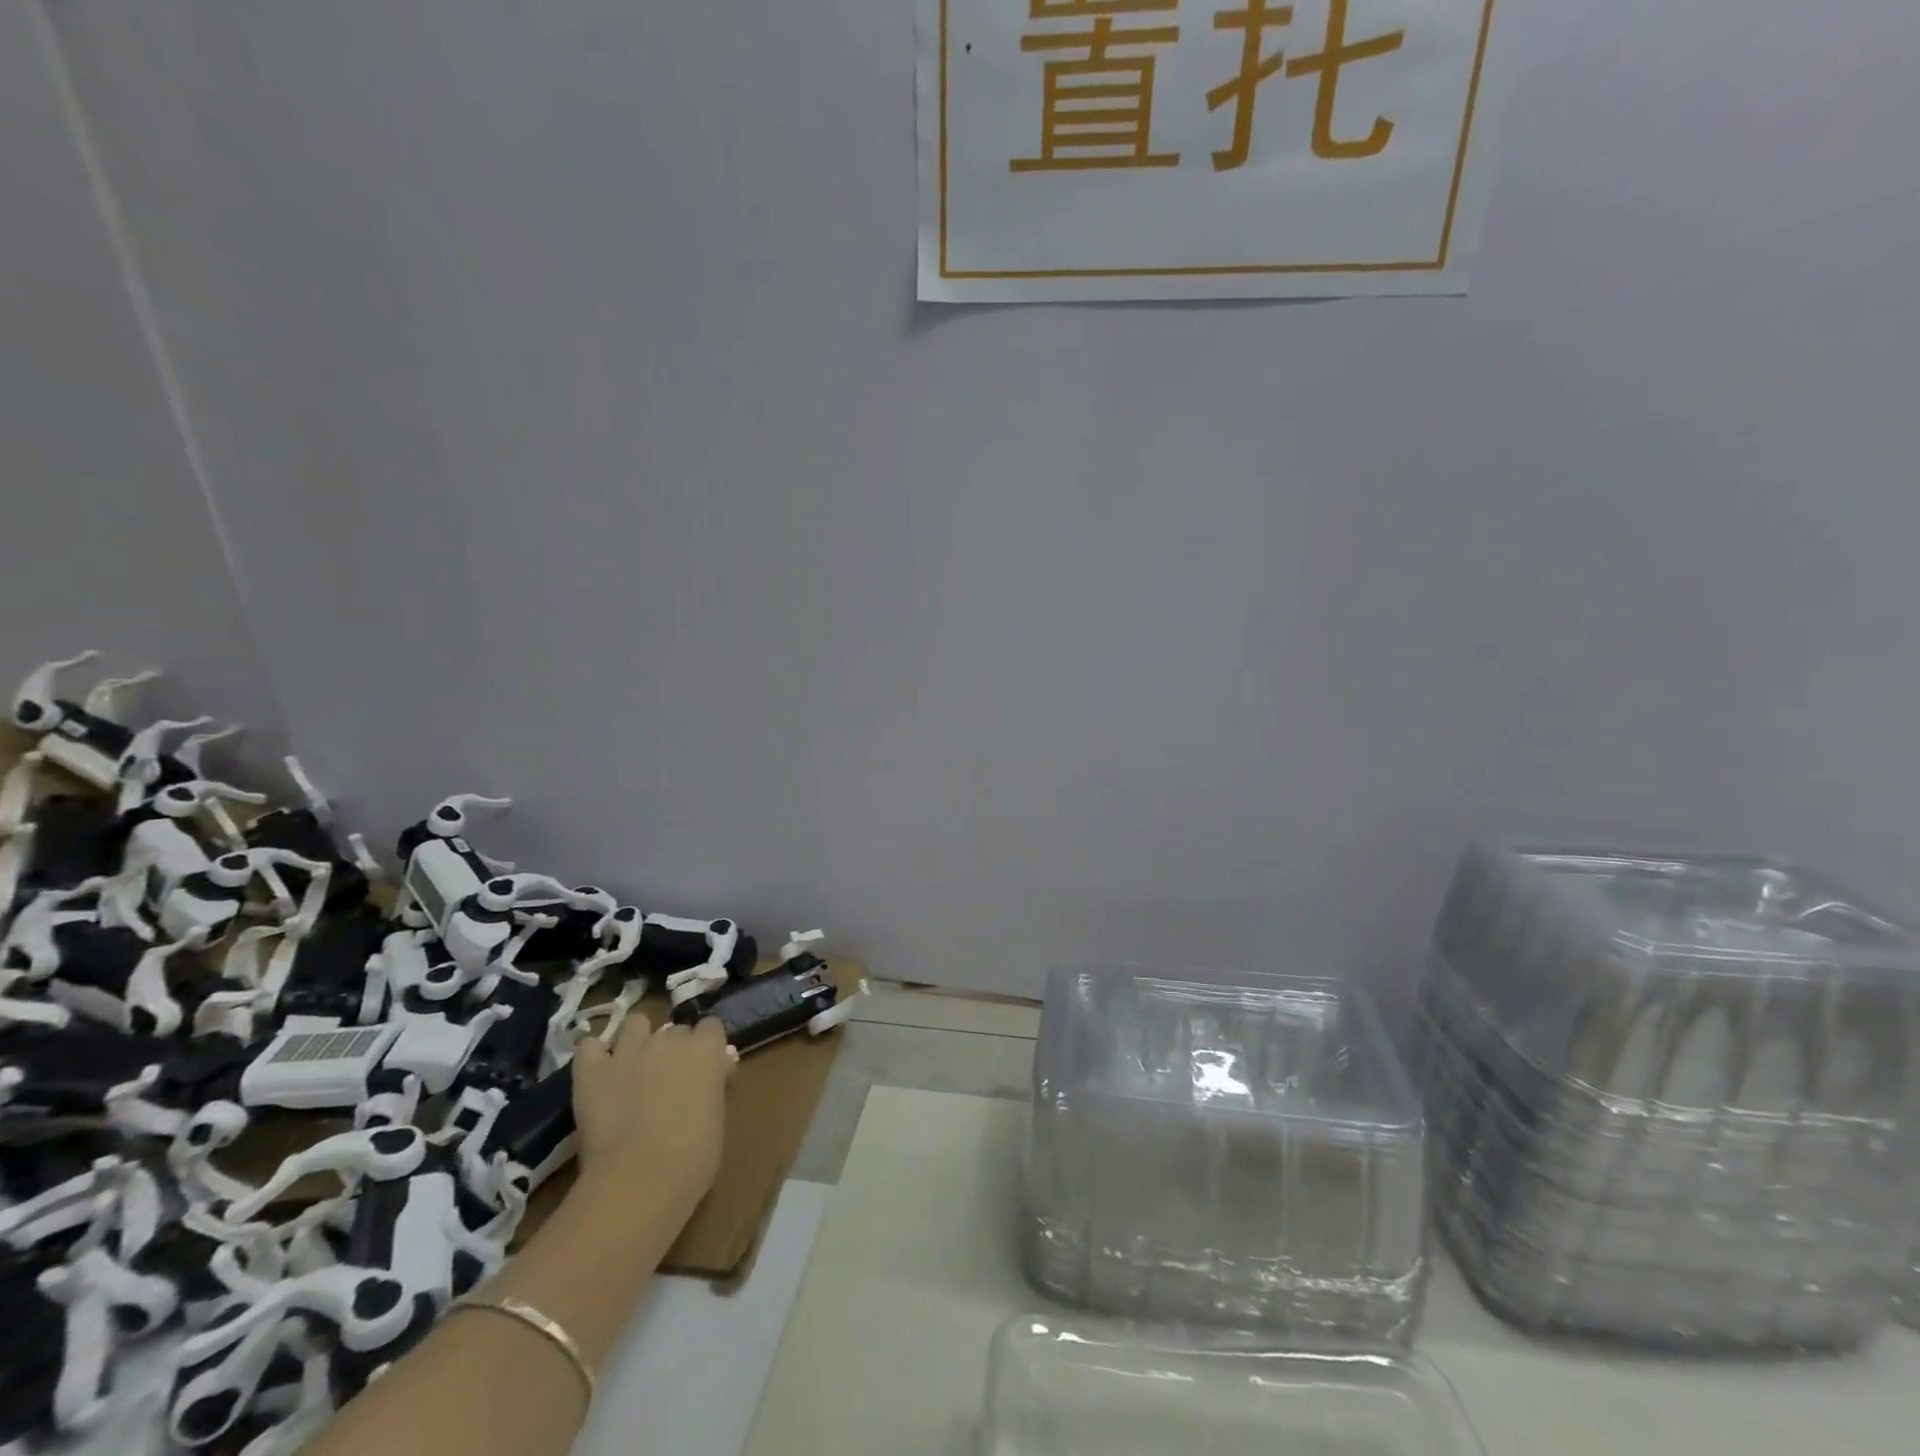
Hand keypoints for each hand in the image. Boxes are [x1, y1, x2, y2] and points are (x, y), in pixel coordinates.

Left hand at [571, 1016, 733, 1208]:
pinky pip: (589, 1046)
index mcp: (706, 1049)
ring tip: (634, 1067)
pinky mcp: (592, 1070)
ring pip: (635, 1024)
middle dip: (674, 1049)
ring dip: (638, 1040)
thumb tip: (715, 1073)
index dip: (707, 1048)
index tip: (706, 1071)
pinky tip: (598, 1070)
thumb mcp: (718, 1116)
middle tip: (670, 1081)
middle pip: (675, 1030)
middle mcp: (669, 1039)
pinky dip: (594, 1054)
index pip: (711, 1027)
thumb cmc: (693, 1157)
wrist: (640, 1180)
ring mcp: (628, 1050)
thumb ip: (714, 1085)